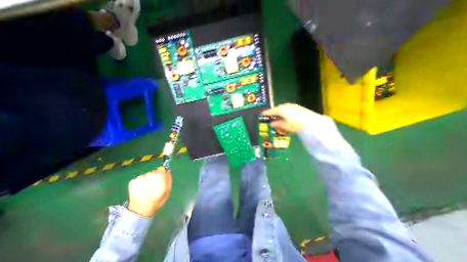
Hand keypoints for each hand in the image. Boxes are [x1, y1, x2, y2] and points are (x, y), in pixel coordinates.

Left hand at [126, 168, 170, 216]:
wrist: (139, 211)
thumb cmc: (157, 201)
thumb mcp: (167, 192)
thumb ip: (168, 180)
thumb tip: (167, 170)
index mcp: (159, 189)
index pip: (160, 172)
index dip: (162, 171)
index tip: (162, 173)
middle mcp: (148, 185)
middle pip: (154, 172)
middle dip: (155, 174)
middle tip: (155, 182)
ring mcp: (138, 184)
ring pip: (147, 173)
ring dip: (149, 177)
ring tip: (147, 186)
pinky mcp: (132, 184)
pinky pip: (140, 176)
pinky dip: (142, 179)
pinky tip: (141, 187)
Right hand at [262, 103, 320, 133]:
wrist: (312, 121)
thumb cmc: (297, 124)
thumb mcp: (285, 126)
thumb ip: (278, 124)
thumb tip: (271, 124)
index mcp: (281, 110)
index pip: (271, 111)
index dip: (266, 113)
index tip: (262, 115)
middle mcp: (285, 106)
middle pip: (277, 109)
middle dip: (273, 114)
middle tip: (270, 118)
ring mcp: (292, 106)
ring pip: (283, 109)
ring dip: (279, 113)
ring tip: (279, 119)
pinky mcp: (297, 107)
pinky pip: (288, 109)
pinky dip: (285, 113)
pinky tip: (287, 117)